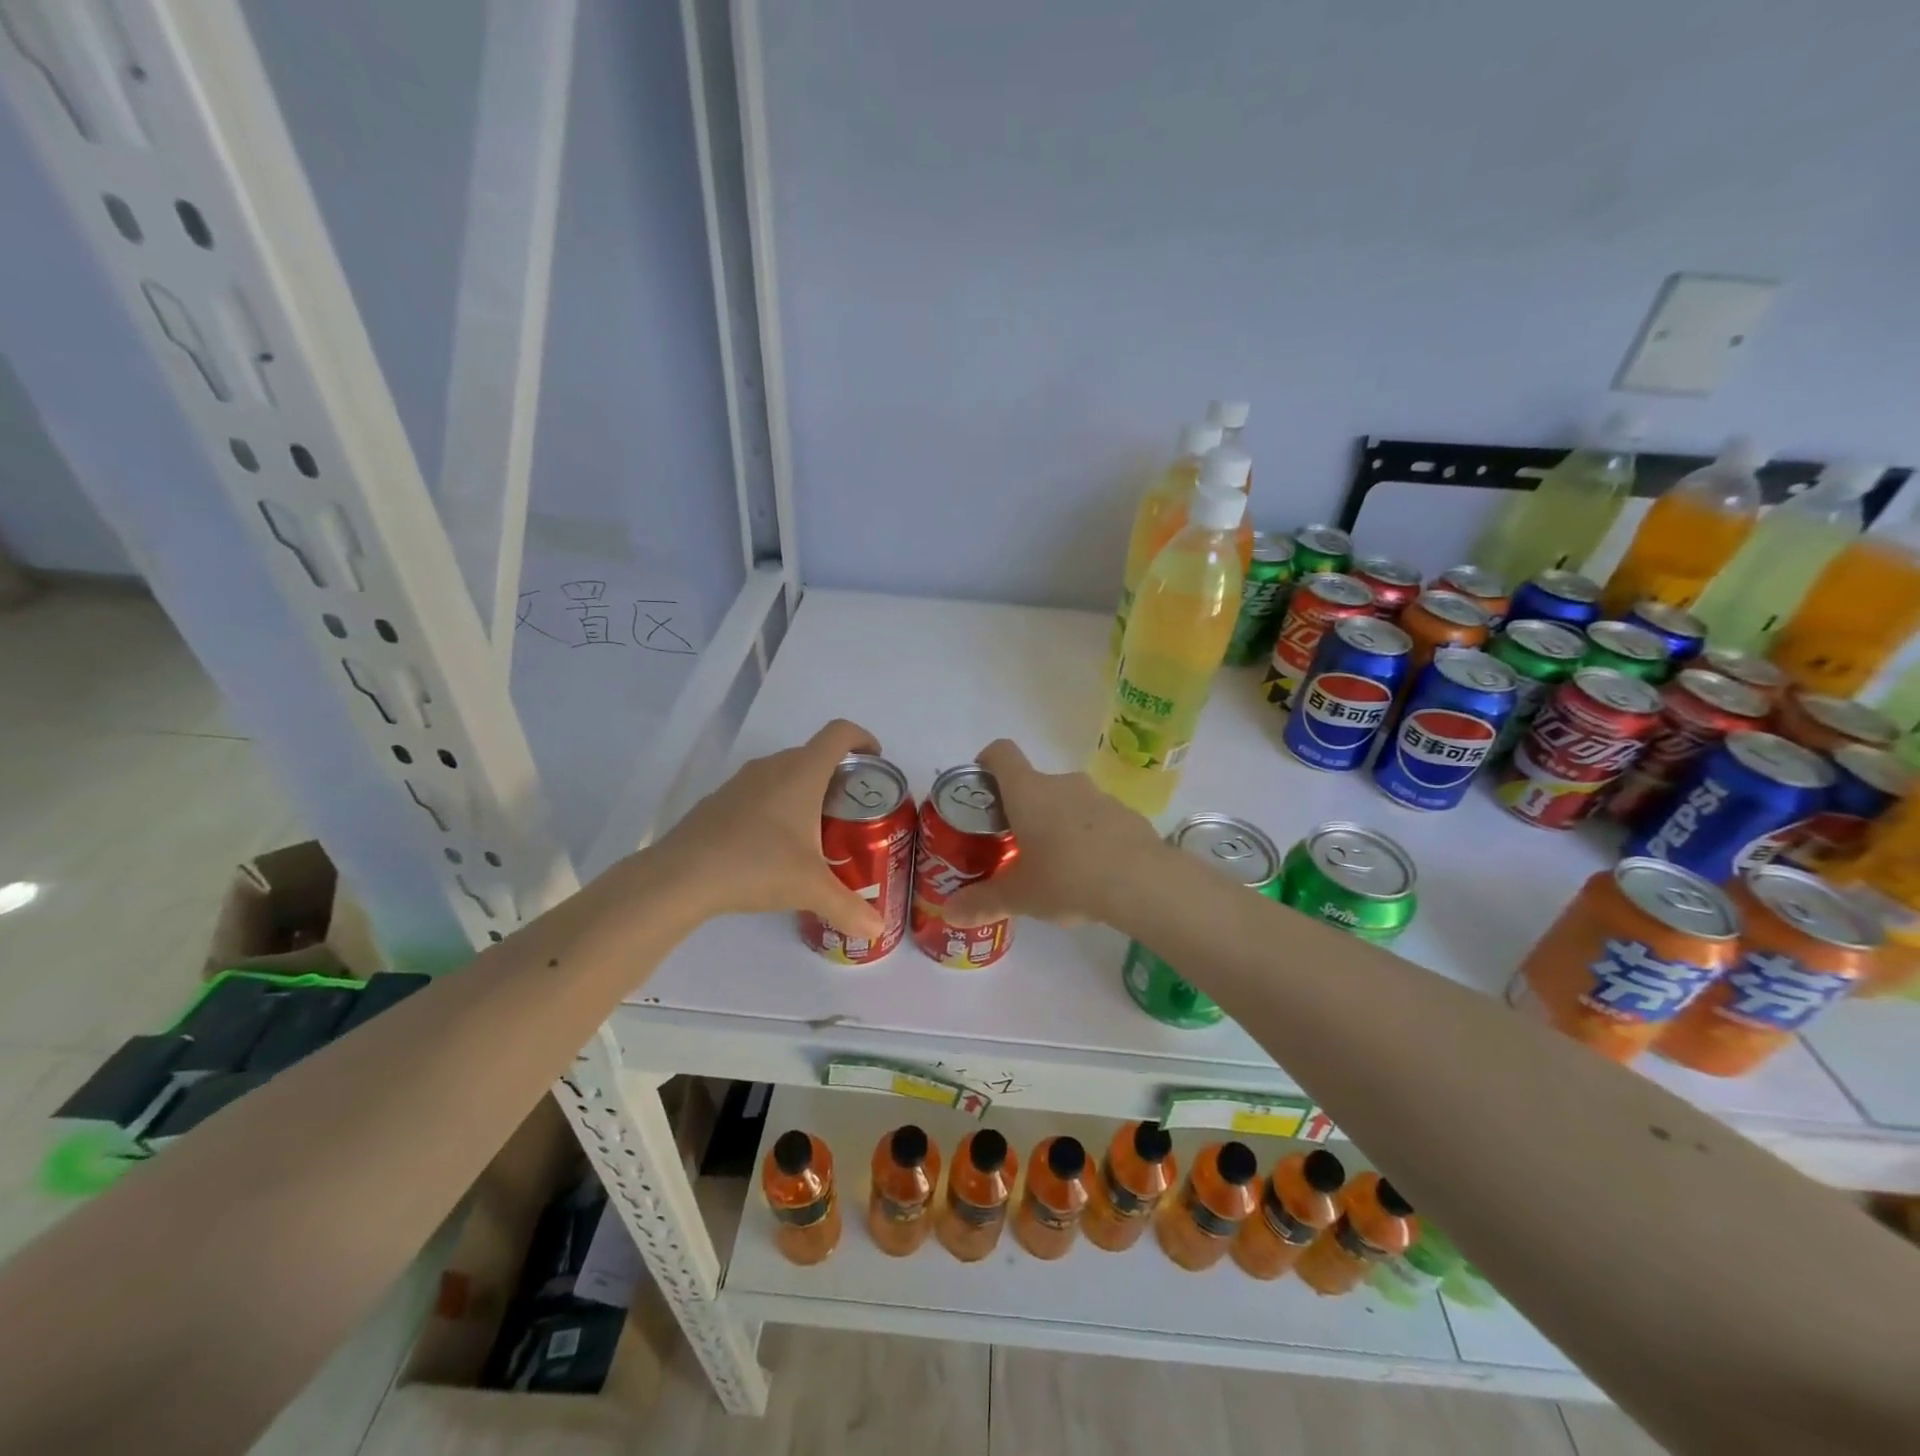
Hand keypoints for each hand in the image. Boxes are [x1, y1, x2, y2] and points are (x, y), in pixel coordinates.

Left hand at [654, 719, 886, 935]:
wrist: (681, 876)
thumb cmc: (756, 866)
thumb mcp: (810, 889)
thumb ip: (848, 907)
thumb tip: (877, 930)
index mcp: (802, 772)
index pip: (840, 733)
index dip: (863, 739)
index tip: (876, 763)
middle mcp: (773, 766)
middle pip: (815, 753)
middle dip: (839, 774)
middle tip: (853, 809)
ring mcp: (743, 781)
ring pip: (786, 771)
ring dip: (807, 789)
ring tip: (817, 828)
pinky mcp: (721, 799)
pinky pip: (761, 790)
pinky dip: (778, 804)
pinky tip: (774, 844)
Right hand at [942, 740, 1165, 928]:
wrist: (1142, 881)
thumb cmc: (1067, 877)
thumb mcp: (1020, 896)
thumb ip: (983, 902)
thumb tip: (949, 913)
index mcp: (1028, 792)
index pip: (1001, 753)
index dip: (986, 762)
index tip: (981, 787)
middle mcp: (1062, 784)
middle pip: (1034, 784)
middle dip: (1022, 810)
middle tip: (1016, 845)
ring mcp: (1099, 796)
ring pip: (1068, 802)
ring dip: (1058, 823)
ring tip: (1056, 865)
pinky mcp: (1127, 814)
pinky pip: (1098, 819)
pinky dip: (1089, 837)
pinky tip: (1093, 872)